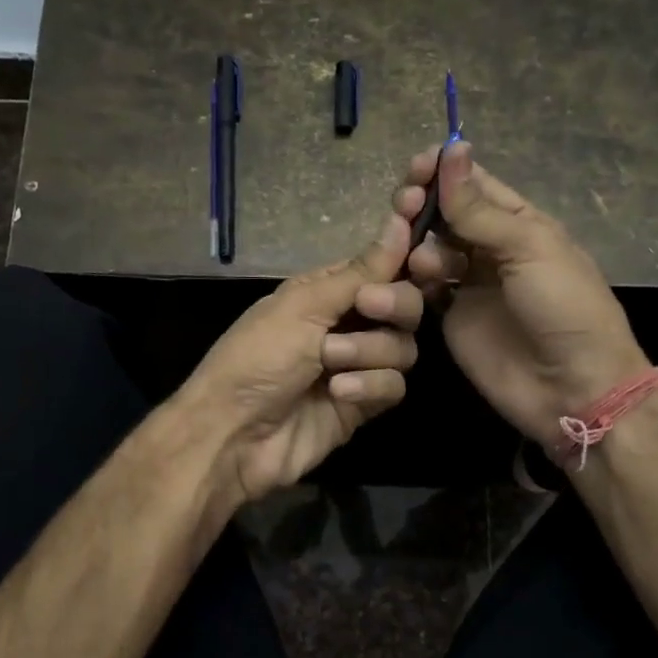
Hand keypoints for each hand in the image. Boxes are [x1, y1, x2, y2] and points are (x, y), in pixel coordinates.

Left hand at [179, 212, 423, 506]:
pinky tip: (339, 394)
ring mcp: (357, 365)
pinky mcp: (363, 404)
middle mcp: (347, 323)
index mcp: (327, 291)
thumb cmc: (259, 357)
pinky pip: (394, 386)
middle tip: (368, 309)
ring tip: (330, 363)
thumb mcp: (304, 306)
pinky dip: (369, 386)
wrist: (235, 434)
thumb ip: (360, 272)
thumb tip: (398, 222)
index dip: (405, 258)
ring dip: (369, 352)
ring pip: (403, 347)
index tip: (422, 255)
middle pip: (405, 305)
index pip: (382, 266)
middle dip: (392, 304)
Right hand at [395, 143, 647, 447]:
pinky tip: (412, 279)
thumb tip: (452, 149)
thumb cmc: (563, 307)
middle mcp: (490, 248)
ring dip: (417, 243)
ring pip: (428, 248)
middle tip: (406, 205)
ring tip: (420, 260)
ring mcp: (468, 283)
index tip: (416, 165)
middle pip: (445, 214)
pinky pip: (422, 288)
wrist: (572, 387)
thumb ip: (480, 209)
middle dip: (423, 204)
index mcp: (520, 223)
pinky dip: (412, 279)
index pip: (475, 185)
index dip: (444, 171)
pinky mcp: (450, 316)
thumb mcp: (529, 248)